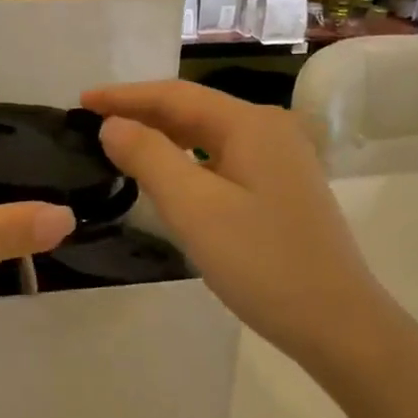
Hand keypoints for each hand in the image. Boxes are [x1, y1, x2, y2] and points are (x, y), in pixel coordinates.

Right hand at [82, 80, 384, 371]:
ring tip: (118, 145)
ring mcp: (279, 160)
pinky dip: (185, 160)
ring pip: (206, 136)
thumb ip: (149, 158)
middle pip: (193, 110)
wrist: (336, 322)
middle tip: (90, 123)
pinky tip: (165, 176)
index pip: (175, 95)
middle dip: (140, 113)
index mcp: (250, 124)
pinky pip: (220, 160)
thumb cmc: (261, 261)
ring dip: (161, 137)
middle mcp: (268, 130)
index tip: (81, 101)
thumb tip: (113, 125)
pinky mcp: (279, 189)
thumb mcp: (194, 208)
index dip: (124, 96)